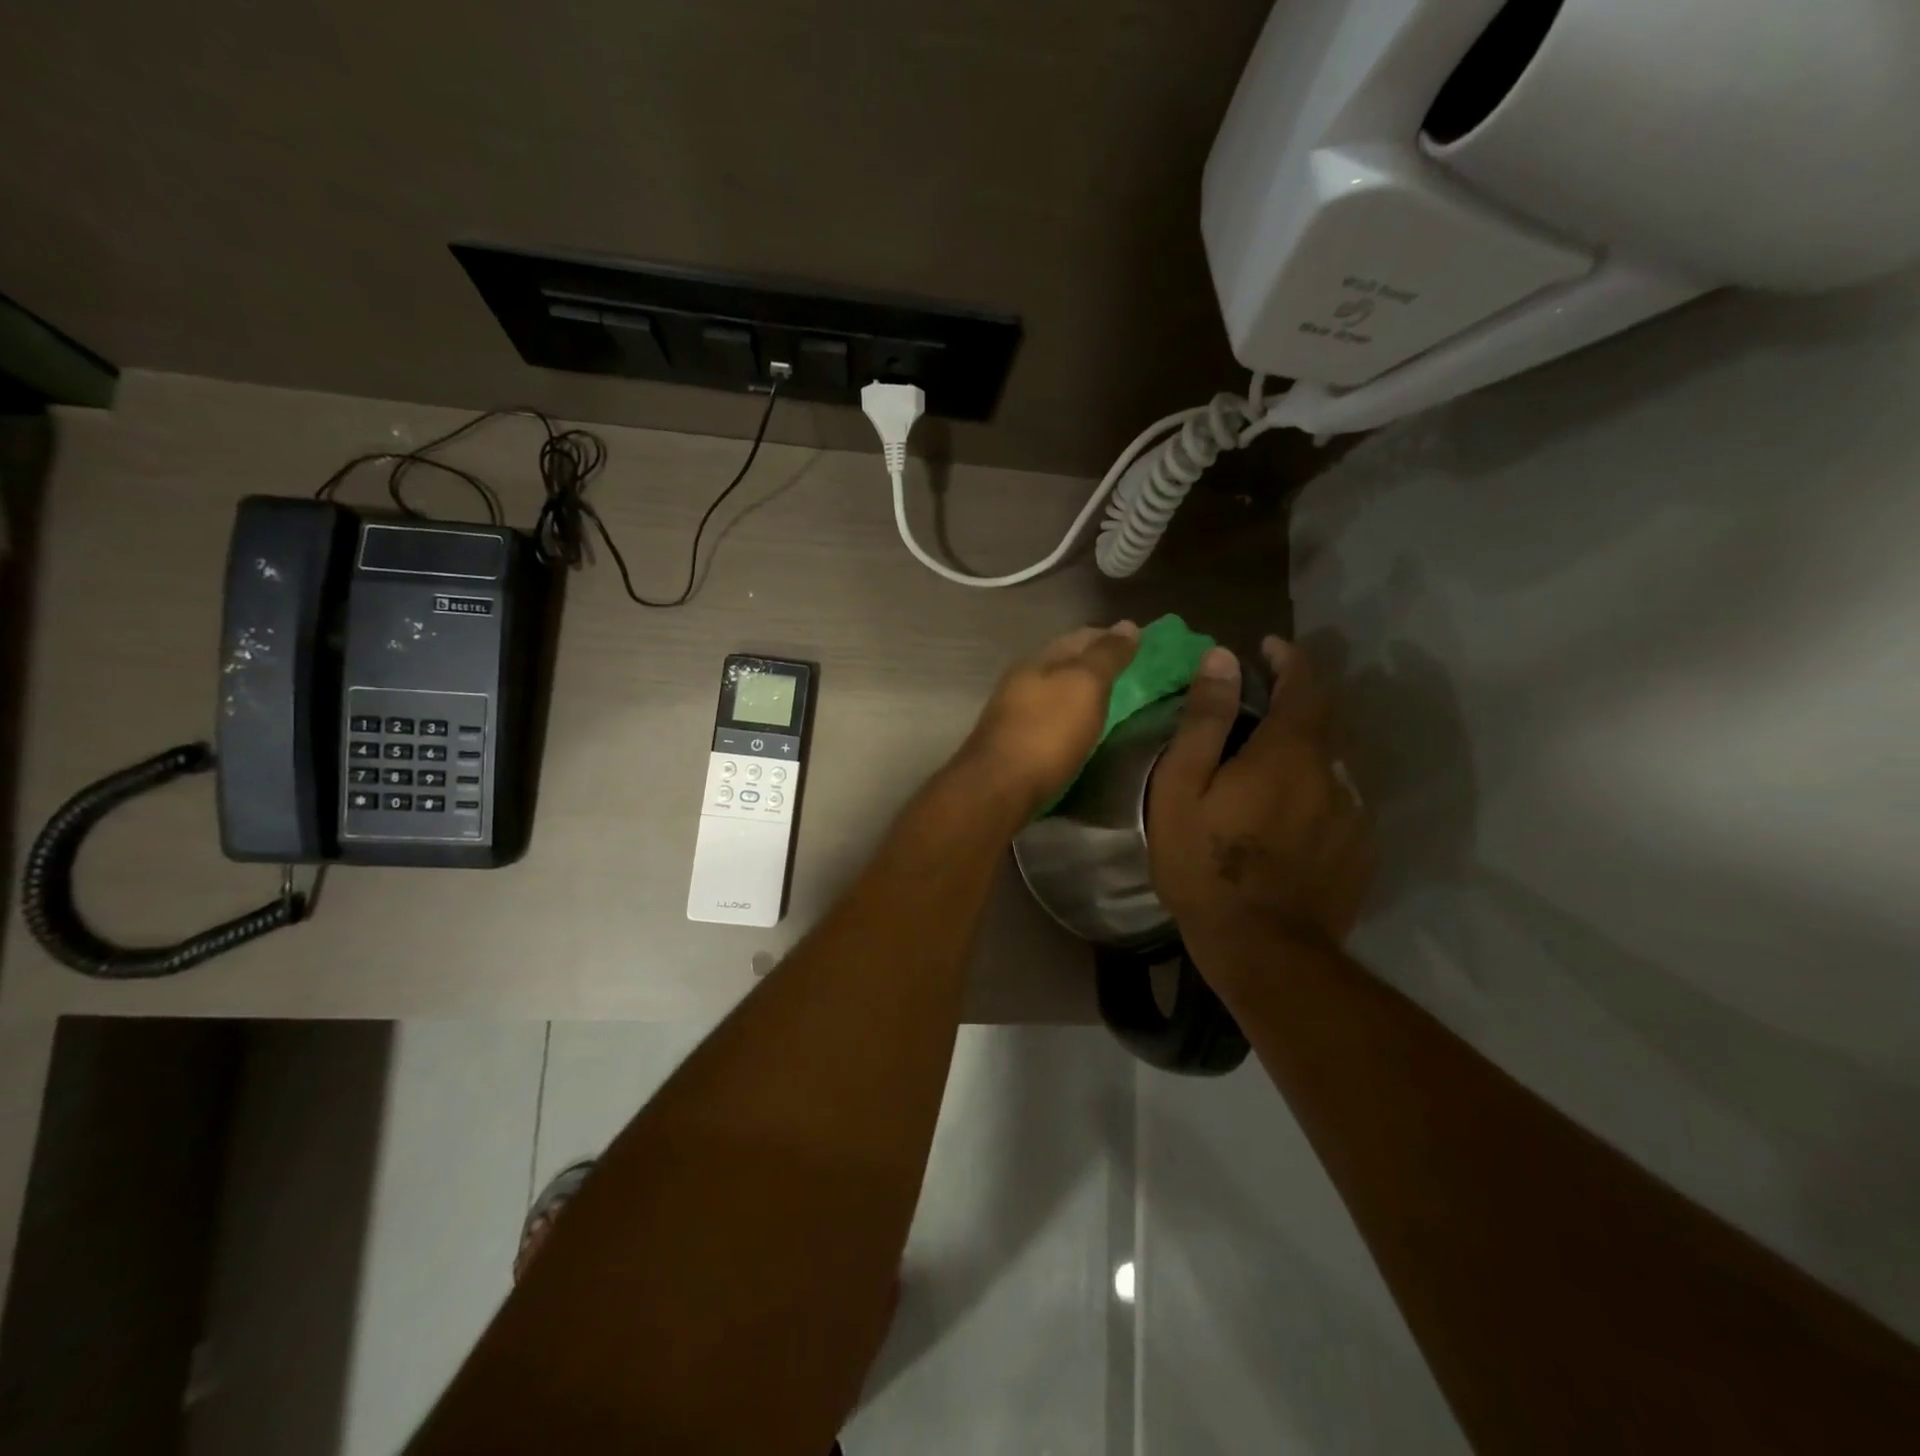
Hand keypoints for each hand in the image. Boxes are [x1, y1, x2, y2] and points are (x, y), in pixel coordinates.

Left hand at [954, 622, 1139, 816]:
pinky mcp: (1012, 744)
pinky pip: (1048, 720)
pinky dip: (1069, 718)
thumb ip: (1106, 656)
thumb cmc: (1047, 731)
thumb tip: (1127, 624)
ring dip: (1080, 693)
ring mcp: (1013, 713)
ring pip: (1054, 692)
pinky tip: (1081, 730)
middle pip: (1064, 663)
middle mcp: (1022, 681)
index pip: (1080, 637)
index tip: (1139, 643)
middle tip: (1129, 673)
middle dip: (1094, 664)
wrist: (998, 787)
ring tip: (1110, 701)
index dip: (1109, 637)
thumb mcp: (1085, 685)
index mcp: (1038, 659)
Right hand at [1148, 637, 1373, 974]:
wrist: (1263, 948)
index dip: (1288, 658)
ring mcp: (1353, 810)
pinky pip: (1344, 795)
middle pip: (1329, 715)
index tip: (1268, 647)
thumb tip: (1222, 659)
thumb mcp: (1183, 788)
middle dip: (1303, 694)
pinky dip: (1321, 782)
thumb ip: (1205, 720)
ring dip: (1312, 741)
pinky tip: (1295, 805)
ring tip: (1277, 753)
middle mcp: (1333, 770)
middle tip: (1269, 695)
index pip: (1303, 683)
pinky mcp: (1360, 846)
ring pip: (1339, 757)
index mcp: (1289, 751)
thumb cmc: (1206, 864)